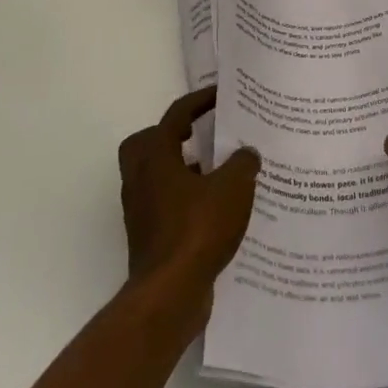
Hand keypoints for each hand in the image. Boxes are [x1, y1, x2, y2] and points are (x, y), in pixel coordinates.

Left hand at [118, 88, 260, 309]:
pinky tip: (215, 207)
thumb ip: (243, 163)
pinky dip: (185, 198)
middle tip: (199, 134)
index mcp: (156, 156)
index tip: (221, 94)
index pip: (176, 115)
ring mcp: (140, 210)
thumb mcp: (233, 187)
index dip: (200, 100)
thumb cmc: (198, 229)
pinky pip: (164, 203)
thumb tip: (246, 153)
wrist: (170, 293)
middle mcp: (140, 178)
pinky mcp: (148, 236)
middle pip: (148, 142)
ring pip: (155, 176)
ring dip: (181, 168)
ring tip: (216, 171)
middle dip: (172, 135)